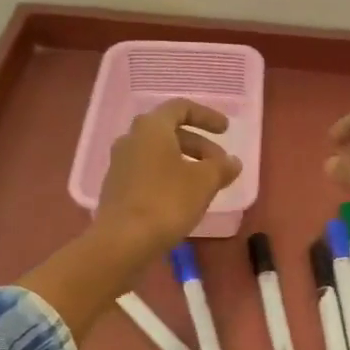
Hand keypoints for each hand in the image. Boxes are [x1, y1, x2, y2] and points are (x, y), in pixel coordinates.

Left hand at [94, 98, 242, 257]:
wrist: (121, 241)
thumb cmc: (166, 201)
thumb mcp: (204, 182)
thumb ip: (222, 167)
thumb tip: (233, 162)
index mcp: (151, 127)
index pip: (181, 108)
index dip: (207, 116)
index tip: (226, 131)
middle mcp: (131, 139)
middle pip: (169, 132)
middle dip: (199, 145)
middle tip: (219, 163)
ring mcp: (120, 164)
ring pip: (158, 153)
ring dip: (184, 162)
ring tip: (205, 184)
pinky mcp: (116, 188)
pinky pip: (147, 172)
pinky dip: (168, 177)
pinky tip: (183, 199)